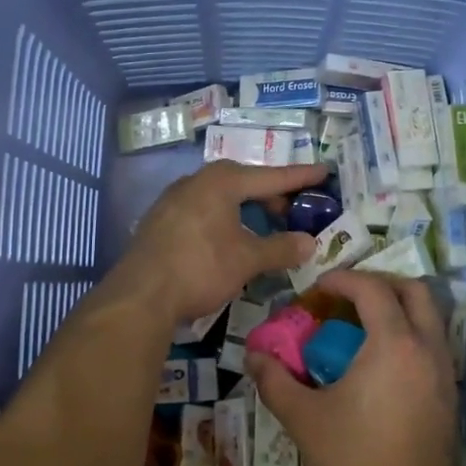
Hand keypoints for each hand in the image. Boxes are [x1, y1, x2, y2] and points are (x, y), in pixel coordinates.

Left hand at [107, 160, 327, 323]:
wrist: (140, 295)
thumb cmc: (200, 268)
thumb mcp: (247, 260)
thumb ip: (281, 248)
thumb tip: (310, 243)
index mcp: (221, 182)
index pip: (271, 177)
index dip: (300, 177)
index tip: (324, 170)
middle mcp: (196, 181)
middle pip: (243, 182)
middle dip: (270, 196)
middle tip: (291, 213)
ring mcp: (173, 199)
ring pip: (220, 197)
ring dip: (244, 209)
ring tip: (261, 229)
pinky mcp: (159, 220)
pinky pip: (201, 210)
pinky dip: (222, 219)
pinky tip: (226, 240)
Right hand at [247, 269, 459, 465]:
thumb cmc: (354, 461)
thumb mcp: (304, 418)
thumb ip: (275, 381)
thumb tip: (252, 355)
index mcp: (394, 344)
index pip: (373, 289)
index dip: (344, 279)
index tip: (318, 287)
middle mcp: (428, 350)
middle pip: (415, 292)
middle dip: (381, 284)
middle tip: (348, 298)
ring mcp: (445, 375)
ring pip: (431, 320)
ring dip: (399, 310)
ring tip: (362, 329)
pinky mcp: (451, 400)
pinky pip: (434, 348)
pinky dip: (410, 338)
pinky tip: (381, 366)